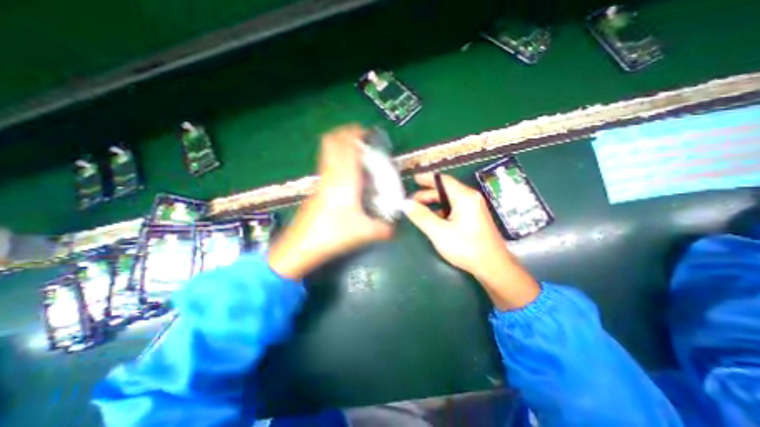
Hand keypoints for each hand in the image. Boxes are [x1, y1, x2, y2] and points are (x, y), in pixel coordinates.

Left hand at [269, 124, 391, 279]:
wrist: (301, 247)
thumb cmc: (333, 235)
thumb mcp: (364, 233)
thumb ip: (384, 229)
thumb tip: (397, 229)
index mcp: (345, 180)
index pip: (347, 147)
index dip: (355, 133)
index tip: (367, 131)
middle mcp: (331, 175)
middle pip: (332, 142)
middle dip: (346, 133)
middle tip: (362, 138)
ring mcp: (321, 181)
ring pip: (327, 152)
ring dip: (340, 145)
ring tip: (356, 151)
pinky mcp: (317, 189)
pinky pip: (327, 164)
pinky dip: (337, 158)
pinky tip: (347, 172)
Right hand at [404, 174, 540, 309]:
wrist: (493, 266)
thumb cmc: (466, 247)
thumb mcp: (439, 232)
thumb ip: (421, 216)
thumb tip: (405, 203)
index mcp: (464, 197)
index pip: (443, 180)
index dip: (427, 178)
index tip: (414, 179)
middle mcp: (471, 198)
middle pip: (446, 189)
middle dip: (427, 193)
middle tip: (412, 200)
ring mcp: (475, 207)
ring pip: (450, 199)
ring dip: (434, 202)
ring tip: (419, 209)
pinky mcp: (475, 217)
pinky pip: (455, 207)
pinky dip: (442, 209)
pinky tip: (434, 218)